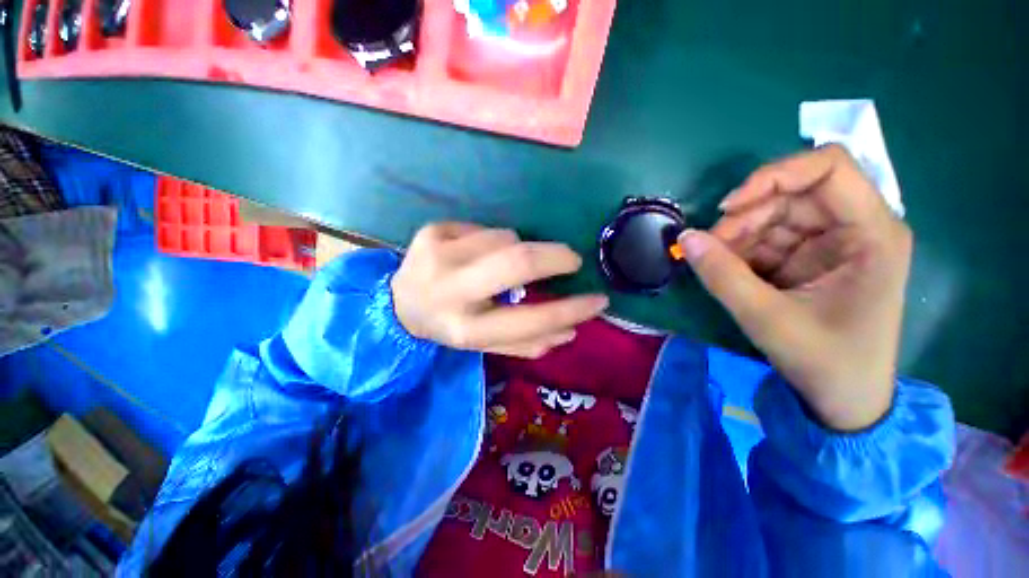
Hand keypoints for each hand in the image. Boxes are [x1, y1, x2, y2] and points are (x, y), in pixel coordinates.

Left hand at [391, 223, 608, 358]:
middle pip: (517, 261)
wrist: (400, 303)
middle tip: (571, 259)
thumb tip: (570, 331)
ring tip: (502, 263)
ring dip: (516, 249)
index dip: (570, 311)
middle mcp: (449, 291)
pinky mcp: (431, 231)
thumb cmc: (450, 325)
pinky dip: (492, 240)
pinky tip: (476, 254)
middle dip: (555, 256)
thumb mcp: (486, 343)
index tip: (598, 300)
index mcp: (464, 329)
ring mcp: (437, 255)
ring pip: (504, 238)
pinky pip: (484, 228)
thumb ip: (527, 342)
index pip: (529, 320)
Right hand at [678, 145, 911, 430]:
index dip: (774, 175)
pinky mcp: (809, 258)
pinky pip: (767, 238)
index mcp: (871, 233)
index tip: (728, 207)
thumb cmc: (825, 361)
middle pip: (792, 194)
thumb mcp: (768, 319)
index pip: (828, 167)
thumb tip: (683, 238)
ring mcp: (831, 242)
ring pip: (773, 215)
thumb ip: (722, 275)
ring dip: (737, 235)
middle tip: (709, 247)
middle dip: (745, 216)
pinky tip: (726, 269)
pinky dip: (740, 250)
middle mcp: (855, 227)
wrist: (842, 399)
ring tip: (714, 262)